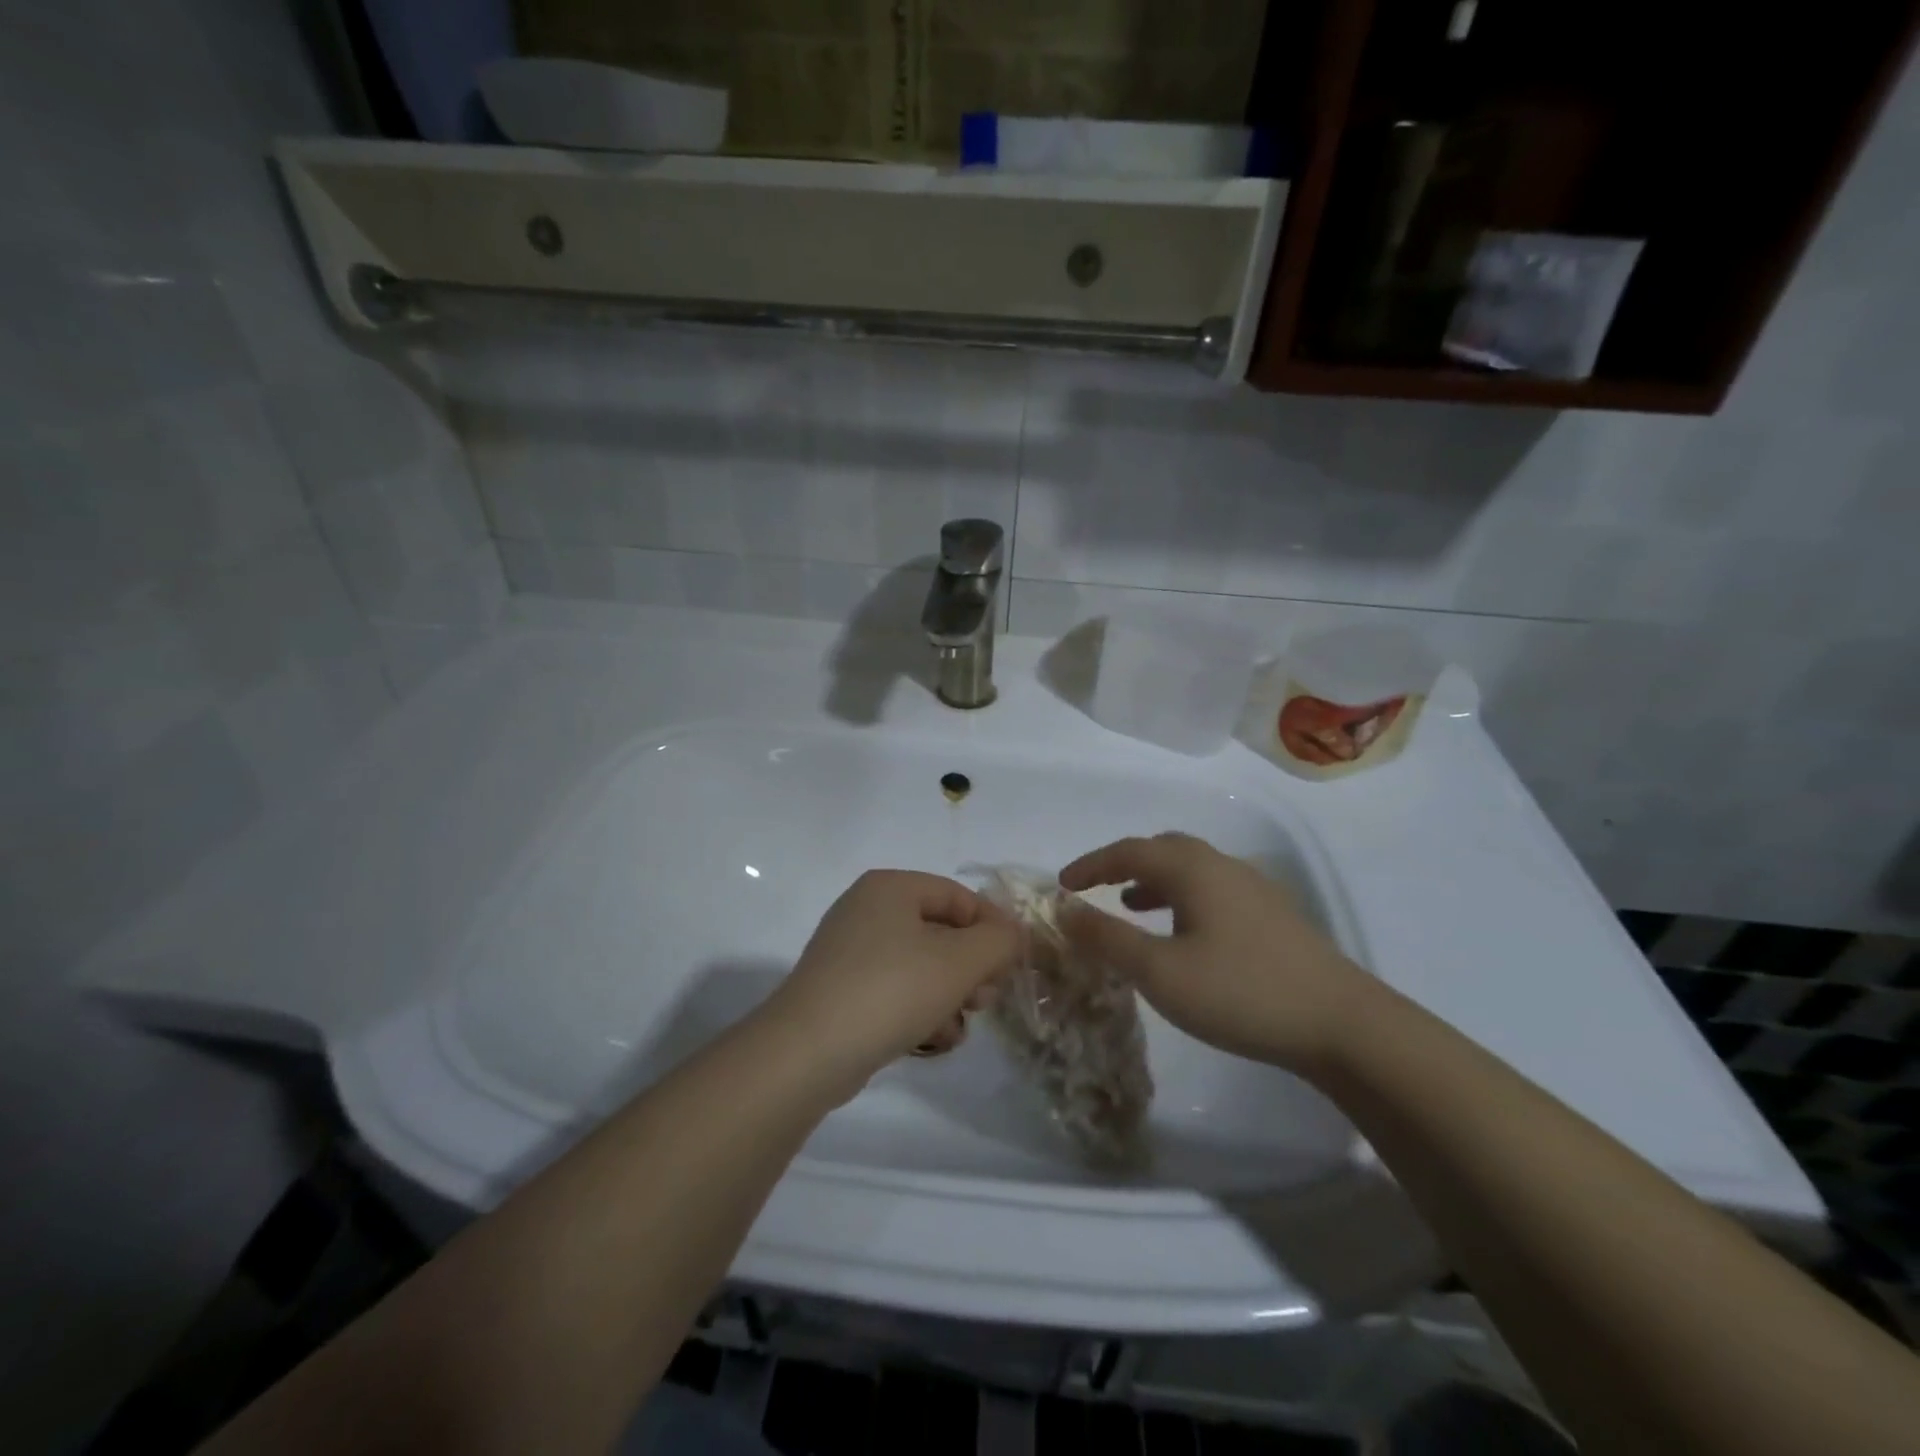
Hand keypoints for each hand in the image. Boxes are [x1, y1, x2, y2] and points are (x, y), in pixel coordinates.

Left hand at [763, 870, 1020, 1096]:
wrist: (808, 1052)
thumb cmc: (891, 990)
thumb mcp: (959, 962)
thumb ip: (998, 941)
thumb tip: (1013, 933)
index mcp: (891, 887)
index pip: (958, 896)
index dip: (993, 926)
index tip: (1015, 963)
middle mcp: (867, 909)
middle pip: (939, 930)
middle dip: (971, 966)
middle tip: (987, 999)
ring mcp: (849, 951)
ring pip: (920, 964)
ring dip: (949, 992)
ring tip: (961, 1024)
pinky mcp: (841, 989)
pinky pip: (895, 989)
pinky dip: (919, 1009)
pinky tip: (933, 1040)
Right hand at [1058, 833, 1373, 1075]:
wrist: (1341, 1023)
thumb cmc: (1239, 991)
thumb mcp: (1159, 971)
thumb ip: (1107, 937)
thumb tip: (1065, 909)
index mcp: (1192, 868)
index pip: (1128, 851)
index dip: (1091, 865)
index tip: (1062, 884)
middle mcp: (1222, 865)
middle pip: (1162, 849)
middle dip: (1123, 865)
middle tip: (1095, 889)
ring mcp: (1253, 888)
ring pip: (1190, 869)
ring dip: (1154, 881)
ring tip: (1131, 906)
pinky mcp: (1273, 915)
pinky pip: (1212, 890)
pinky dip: (1182, 898)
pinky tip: (1184, 933)